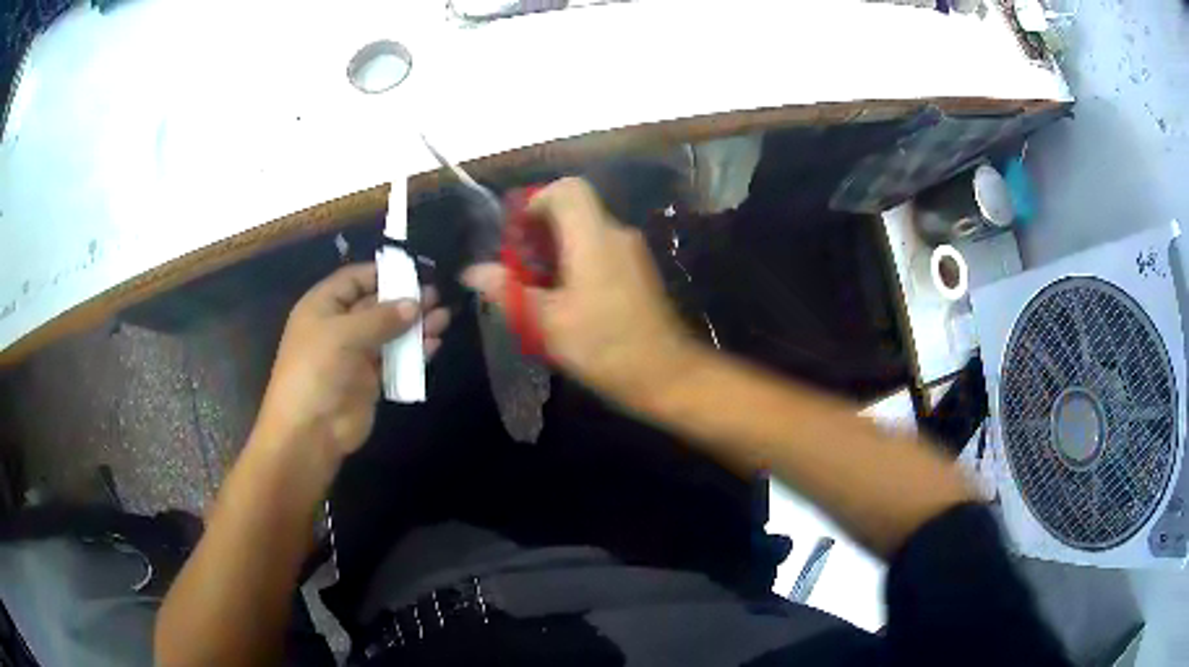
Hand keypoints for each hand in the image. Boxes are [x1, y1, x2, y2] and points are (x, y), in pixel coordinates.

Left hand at [254, 263, 449, 461]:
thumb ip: (381, 317)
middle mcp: (339, 327)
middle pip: (376, 305)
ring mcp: (355, 355)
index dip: (381, 274)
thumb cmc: (317, 370)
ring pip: (389, 333)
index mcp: (323, 307)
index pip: (354, 279)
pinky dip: (414, 352)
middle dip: (404, 300)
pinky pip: (395, 360)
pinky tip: (434, 344)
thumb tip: (415, 304)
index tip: (414, 272)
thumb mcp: (344, 334)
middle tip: (436, 296)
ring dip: (415, 326)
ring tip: (444, 318)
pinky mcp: (370, 381)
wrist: (311, 430)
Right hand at [463, 177, 693, 405]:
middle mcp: (616, 234)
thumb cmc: (604, 346)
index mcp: (593, 238)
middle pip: (575, 208)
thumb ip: (508, 291)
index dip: (536, 200)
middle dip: (541, 228)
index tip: (516, 233)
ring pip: (587, 230)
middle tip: (518, 263)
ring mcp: (632, 252)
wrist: (666, 374)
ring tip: (536, 284)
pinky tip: (565, 296)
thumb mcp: (547, 323)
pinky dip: (577, 259)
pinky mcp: (638, 271)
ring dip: (557, 247)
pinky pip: (601, 248)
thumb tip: (473, 271)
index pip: (567, 188)